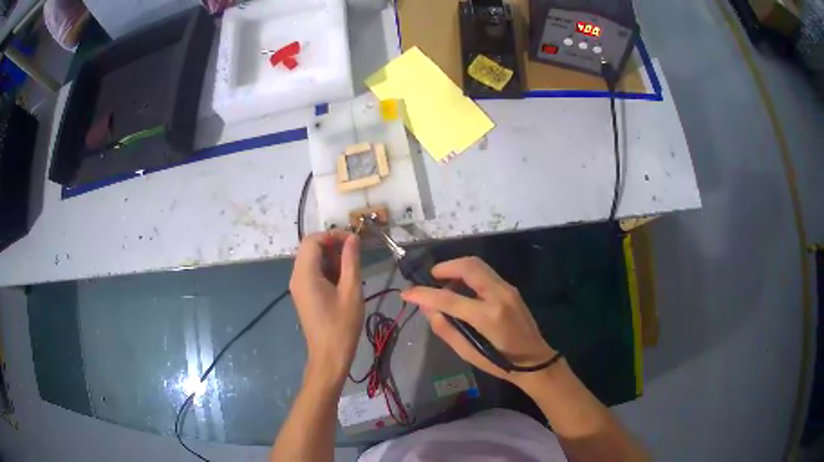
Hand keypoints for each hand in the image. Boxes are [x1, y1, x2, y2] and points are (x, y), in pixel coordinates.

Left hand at [290, 231, 362, 388]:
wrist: (329, 355)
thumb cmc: (341, 325)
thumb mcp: (351, 291)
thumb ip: (351, 261)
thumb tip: (353, 238)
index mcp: (305, 274)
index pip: (312, 240)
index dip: (332, 235)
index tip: (353, 241)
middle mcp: (297, 276)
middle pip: (310, 248)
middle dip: (333, 246)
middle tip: (355, 255)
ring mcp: (298, 286)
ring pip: (312, 260)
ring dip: (332, 259)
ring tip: (352, 270)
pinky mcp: (303, 294)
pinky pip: (313, 273)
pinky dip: (328, 270)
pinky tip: (344, 282)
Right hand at [401, 257, 555, 388]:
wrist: (535, 360)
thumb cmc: (500, 362)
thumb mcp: (467, 353)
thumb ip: (445, 329)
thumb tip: (427, 308)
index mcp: (487, 317)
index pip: (448, 298)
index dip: (423, 293)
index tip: (406, 293)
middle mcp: (499, 295)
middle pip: (468, 266)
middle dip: (445, 267)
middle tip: (430, 279)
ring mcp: (508, 289)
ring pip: (478, 265)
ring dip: (457, 269)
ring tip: (444, 284)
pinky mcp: (511, 288)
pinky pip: (486, 273)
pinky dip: (469, 274)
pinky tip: (461, 289)